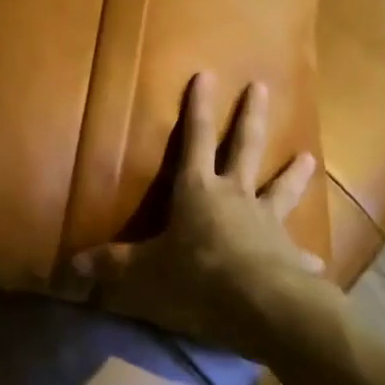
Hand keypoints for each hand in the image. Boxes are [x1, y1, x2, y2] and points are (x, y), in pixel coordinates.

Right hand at [71, 73, 326, 350]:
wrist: (263, 309)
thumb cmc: (198, 280)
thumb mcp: (144, 273)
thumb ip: (110, 267)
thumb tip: (69, 266)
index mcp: (198, 192)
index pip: (195, 140)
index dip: (198, 108)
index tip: (206, 74)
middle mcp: (235, 198)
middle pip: (245, 148)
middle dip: (251, 116)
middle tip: (262, 87)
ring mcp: (267, 225)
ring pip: (282, 190)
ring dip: (294, 174)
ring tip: (308, 157)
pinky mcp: (291, 258)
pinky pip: (298, 254)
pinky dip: (305, 256)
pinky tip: (316, 262)